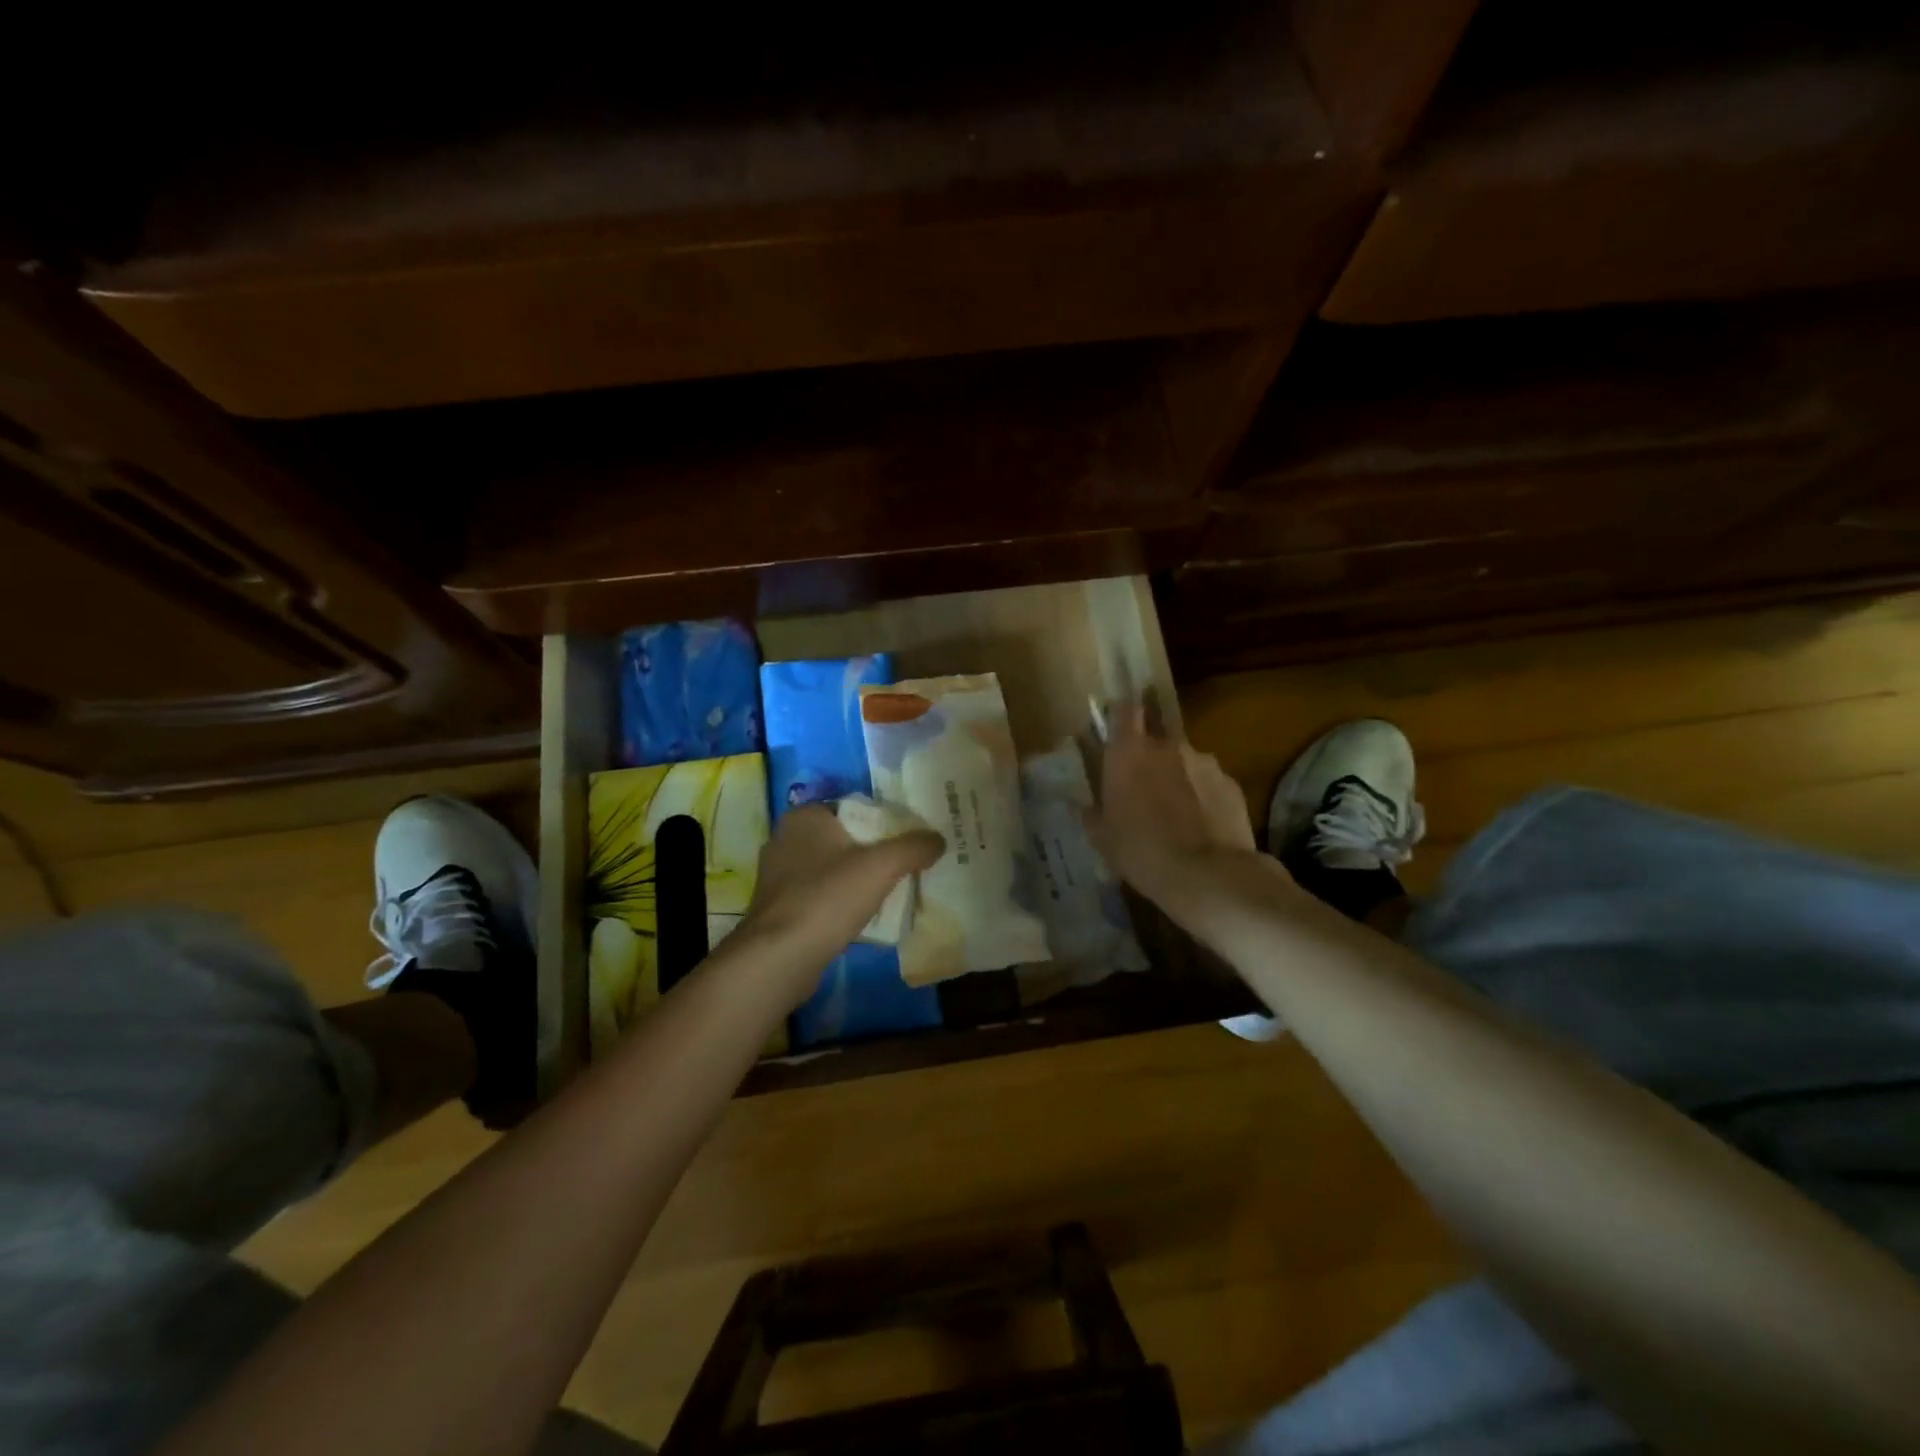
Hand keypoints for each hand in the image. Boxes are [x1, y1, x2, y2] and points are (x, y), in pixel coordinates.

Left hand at [737, 805, 943, 1007]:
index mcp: (805, 817)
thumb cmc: (828, 897)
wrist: (780, 957)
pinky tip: (859, 917)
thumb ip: (913, 847)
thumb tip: (939, 839)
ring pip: (829, 868)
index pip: (853, 808)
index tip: (908, 841)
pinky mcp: (777, 907)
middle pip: (843, 839)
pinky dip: (837, 901)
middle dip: (871, 852)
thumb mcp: (881, 866)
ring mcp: (776, 875)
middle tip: (904, 867)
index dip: (884, 822)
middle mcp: (785, 838)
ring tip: (887, 893)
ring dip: (854, 879)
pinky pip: (817, 895)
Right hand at [1086, 705, 1256, 904]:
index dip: (1122, 715)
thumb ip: (1093, 813)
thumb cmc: (1141, 851)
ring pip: (1185, 761)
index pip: (1125, 710)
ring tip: (1178, 810)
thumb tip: (1085, 806)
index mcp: (1128, 752)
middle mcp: (1167, 745)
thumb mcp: (1102, 838)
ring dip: (1179, 776)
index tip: (1118, 729)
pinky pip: (1210, 782)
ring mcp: (1204, 761)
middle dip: (1151, 753)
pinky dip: (1203, 795)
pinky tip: (1202, 823)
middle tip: (1146, 782)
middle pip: (1157, 735)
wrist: (1207, 875)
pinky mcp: (1231, 783)